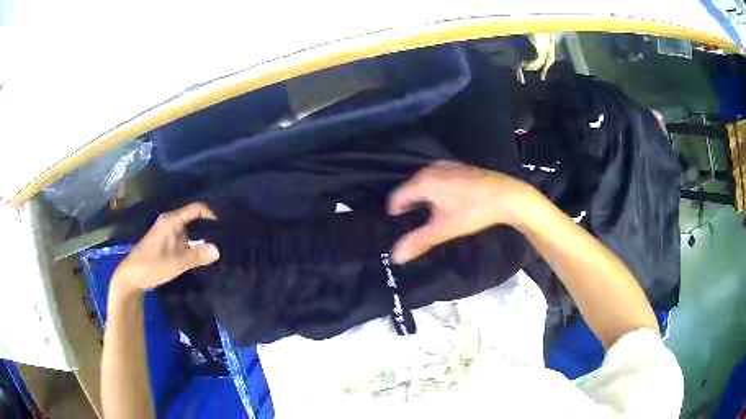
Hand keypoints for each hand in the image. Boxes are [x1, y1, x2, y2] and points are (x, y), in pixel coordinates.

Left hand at [112, 203, 219, 295]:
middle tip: (223, 239)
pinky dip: (192, 244)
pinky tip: (199, 255)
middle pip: (194, 218)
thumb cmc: (153, 265)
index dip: (211, 214)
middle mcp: (169, 222)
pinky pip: (183, 238)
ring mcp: (166, 232)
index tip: (223, 227)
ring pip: (189, 230)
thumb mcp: (177, 263)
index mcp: (172, 220)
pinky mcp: (164, 242)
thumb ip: (198, 256)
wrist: (131, 276)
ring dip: (200, 237)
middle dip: (208, 227)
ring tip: (215, 247)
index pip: (197, 208)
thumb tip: (218, 251)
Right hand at [388, 161, 538, 263]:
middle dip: (409, 206)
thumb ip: (418, 241)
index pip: (397, 197)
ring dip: (423, 199)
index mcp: (423, 181)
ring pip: (425, 184)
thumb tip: (395, 256)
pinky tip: (448, 204)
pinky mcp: (459, 168)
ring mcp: (447, 166)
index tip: (399, 227)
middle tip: (414, 224)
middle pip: (410, 189)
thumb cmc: (473, 211)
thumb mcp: (444, 229)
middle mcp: (432, 169)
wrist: (507, 196)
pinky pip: (438, 180)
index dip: (395, 214)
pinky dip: (436, 191)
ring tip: (430, 216)